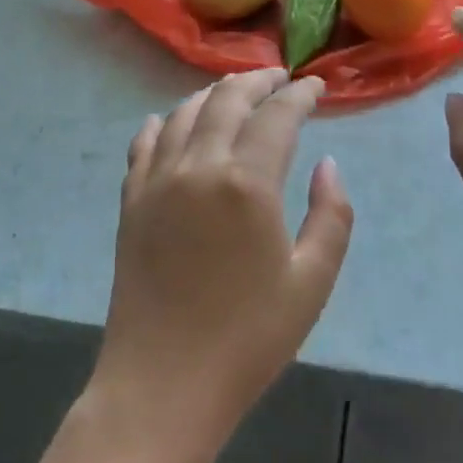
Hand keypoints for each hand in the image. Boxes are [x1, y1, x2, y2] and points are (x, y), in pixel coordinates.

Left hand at [91, 69, 353, 456]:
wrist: (163, 384)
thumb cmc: (248, 338)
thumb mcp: (311, 282)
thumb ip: (330, 215)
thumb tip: (327, 164)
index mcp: (247, 182)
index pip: (277, 116)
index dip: (300, 95)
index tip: (316, 87)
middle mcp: (199, 166)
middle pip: (227, 100)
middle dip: (257, 81)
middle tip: (278, 78)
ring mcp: (158, 180)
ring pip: (184, 113)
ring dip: (213, 94)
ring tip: (233, 91)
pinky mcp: (131, 200)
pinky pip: (144, 144)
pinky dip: (161, 123)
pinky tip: (167, 121)